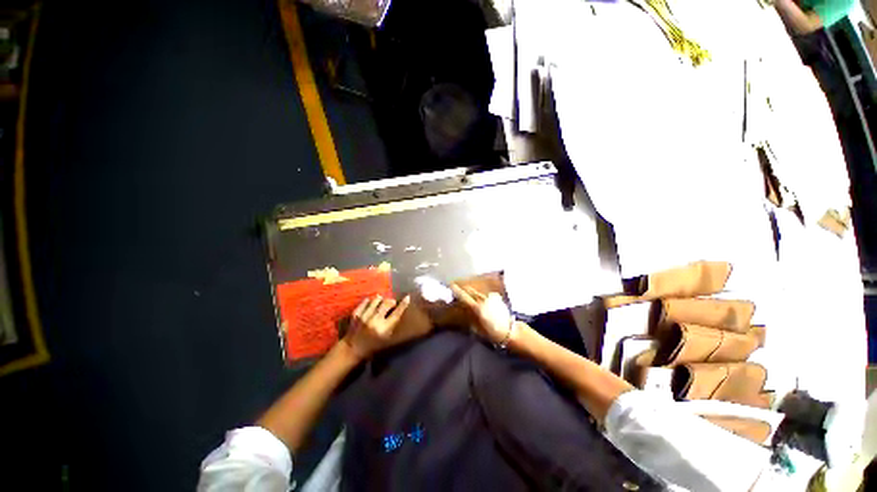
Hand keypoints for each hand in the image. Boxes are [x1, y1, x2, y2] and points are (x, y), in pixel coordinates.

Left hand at [342, 295, 427, 359]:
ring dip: (381, 300)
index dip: (403, 304)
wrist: (352, 350)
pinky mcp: (356, 314)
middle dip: (391, 301)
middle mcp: (375, 320)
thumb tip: (397, 312)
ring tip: (382, 302)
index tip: (407, 297)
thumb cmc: (372, 347)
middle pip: (387, 303)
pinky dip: (369, 301)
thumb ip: (392, 326)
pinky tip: (371, 302)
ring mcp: (364, 316)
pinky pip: (365, 302)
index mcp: (384, 329)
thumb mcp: (386, 340)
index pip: (396, 313)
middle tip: (392, 303)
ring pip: (376, 300)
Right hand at [451, 284, 514, 344]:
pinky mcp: (497, 299)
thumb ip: (470, 317)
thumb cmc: (492, 333)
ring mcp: (490, 298)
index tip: (451, 285)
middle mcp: (483, 300)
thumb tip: (464, 310)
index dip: (457, 290)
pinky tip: (480, 298)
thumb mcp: (477, 328)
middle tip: (458, 289)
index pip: (464, 296)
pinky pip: (485, 294)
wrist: (510, 331)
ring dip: (471, 291)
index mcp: (477, 308)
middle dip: (464, 289)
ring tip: (467, 292)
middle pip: (471, 291)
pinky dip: (480, 295)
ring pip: (478, 292)